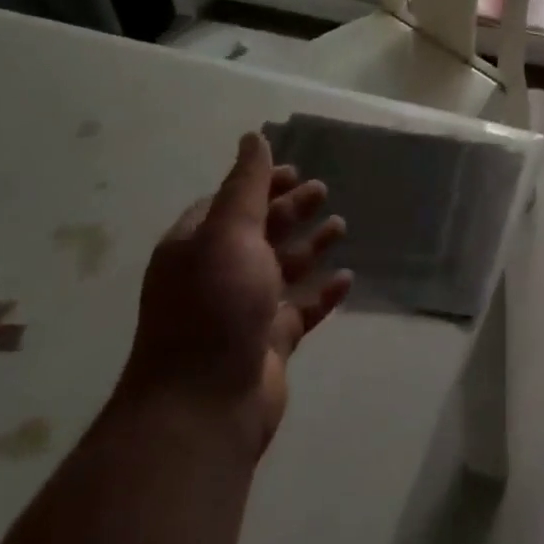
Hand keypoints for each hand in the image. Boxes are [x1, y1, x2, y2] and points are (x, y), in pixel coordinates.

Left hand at [122, 132, 352, 450]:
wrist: (204, 406)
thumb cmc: (214, 306)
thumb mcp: (228, 233)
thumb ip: (246, 185)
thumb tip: (253, 137)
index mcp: (197, 247)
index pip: (230, 203)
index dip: (261, 184)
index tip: (295, 169)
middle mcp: (217, 275)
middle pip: (260, 232)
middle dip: (290, 209)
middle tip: (323, 190)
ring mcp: (244, 311)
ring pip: (283, 268)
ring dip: (310, 246)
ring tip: (341, 226)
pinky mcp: (269, 343)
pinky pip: (301, 309)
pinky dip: (322, 292)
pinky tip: (347, 278)